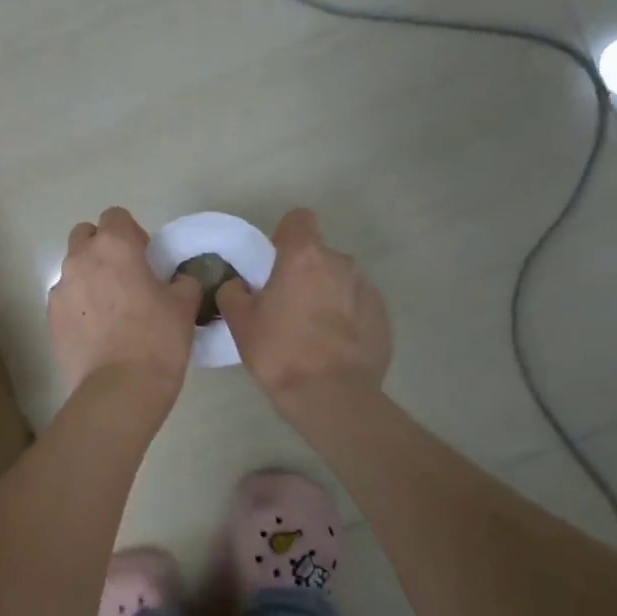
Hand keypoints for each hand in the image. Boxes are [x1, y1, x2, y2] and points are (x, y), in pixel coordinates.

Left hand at [48, 207, 200, 398]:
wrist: (119, 389)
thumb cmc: (157, 339)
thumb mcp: (184, 305)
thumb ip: (182, 282)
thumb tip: (177, 280)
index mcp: (114, 246)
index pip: (115, 216)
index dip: (132, 233)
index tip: (145, 258)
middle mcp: (80, 259)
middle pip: (85, 235)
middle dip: (102, 247)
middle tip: (125, 276)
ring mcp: (60, 289)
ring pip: (73, 268)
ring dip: (89, 277)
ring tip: (111, 309)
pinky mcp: (51, 318)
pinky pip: (66, 299)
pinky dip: (79, 305)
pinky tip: (97, 331)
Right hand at [216, 208, 391, 404]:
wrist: (332, 396)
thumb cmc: (280, 352)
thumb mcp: (240, 322)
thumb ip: (234, 292)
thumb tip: (239, 285)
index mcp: (304, 256)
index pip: (298, 219)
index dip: (284, 237)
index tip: (274, 264)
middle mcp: (340, 262)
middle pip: (318, 255)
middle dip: (304, 272)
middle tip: (287, 307)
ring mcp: (366, 288)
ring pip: (339, 280)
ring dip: (326, 295)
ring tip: (312, 333)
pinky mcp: (383, 316)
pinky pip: (357, 305)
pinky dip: (346, 318)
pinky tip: (334, 348)